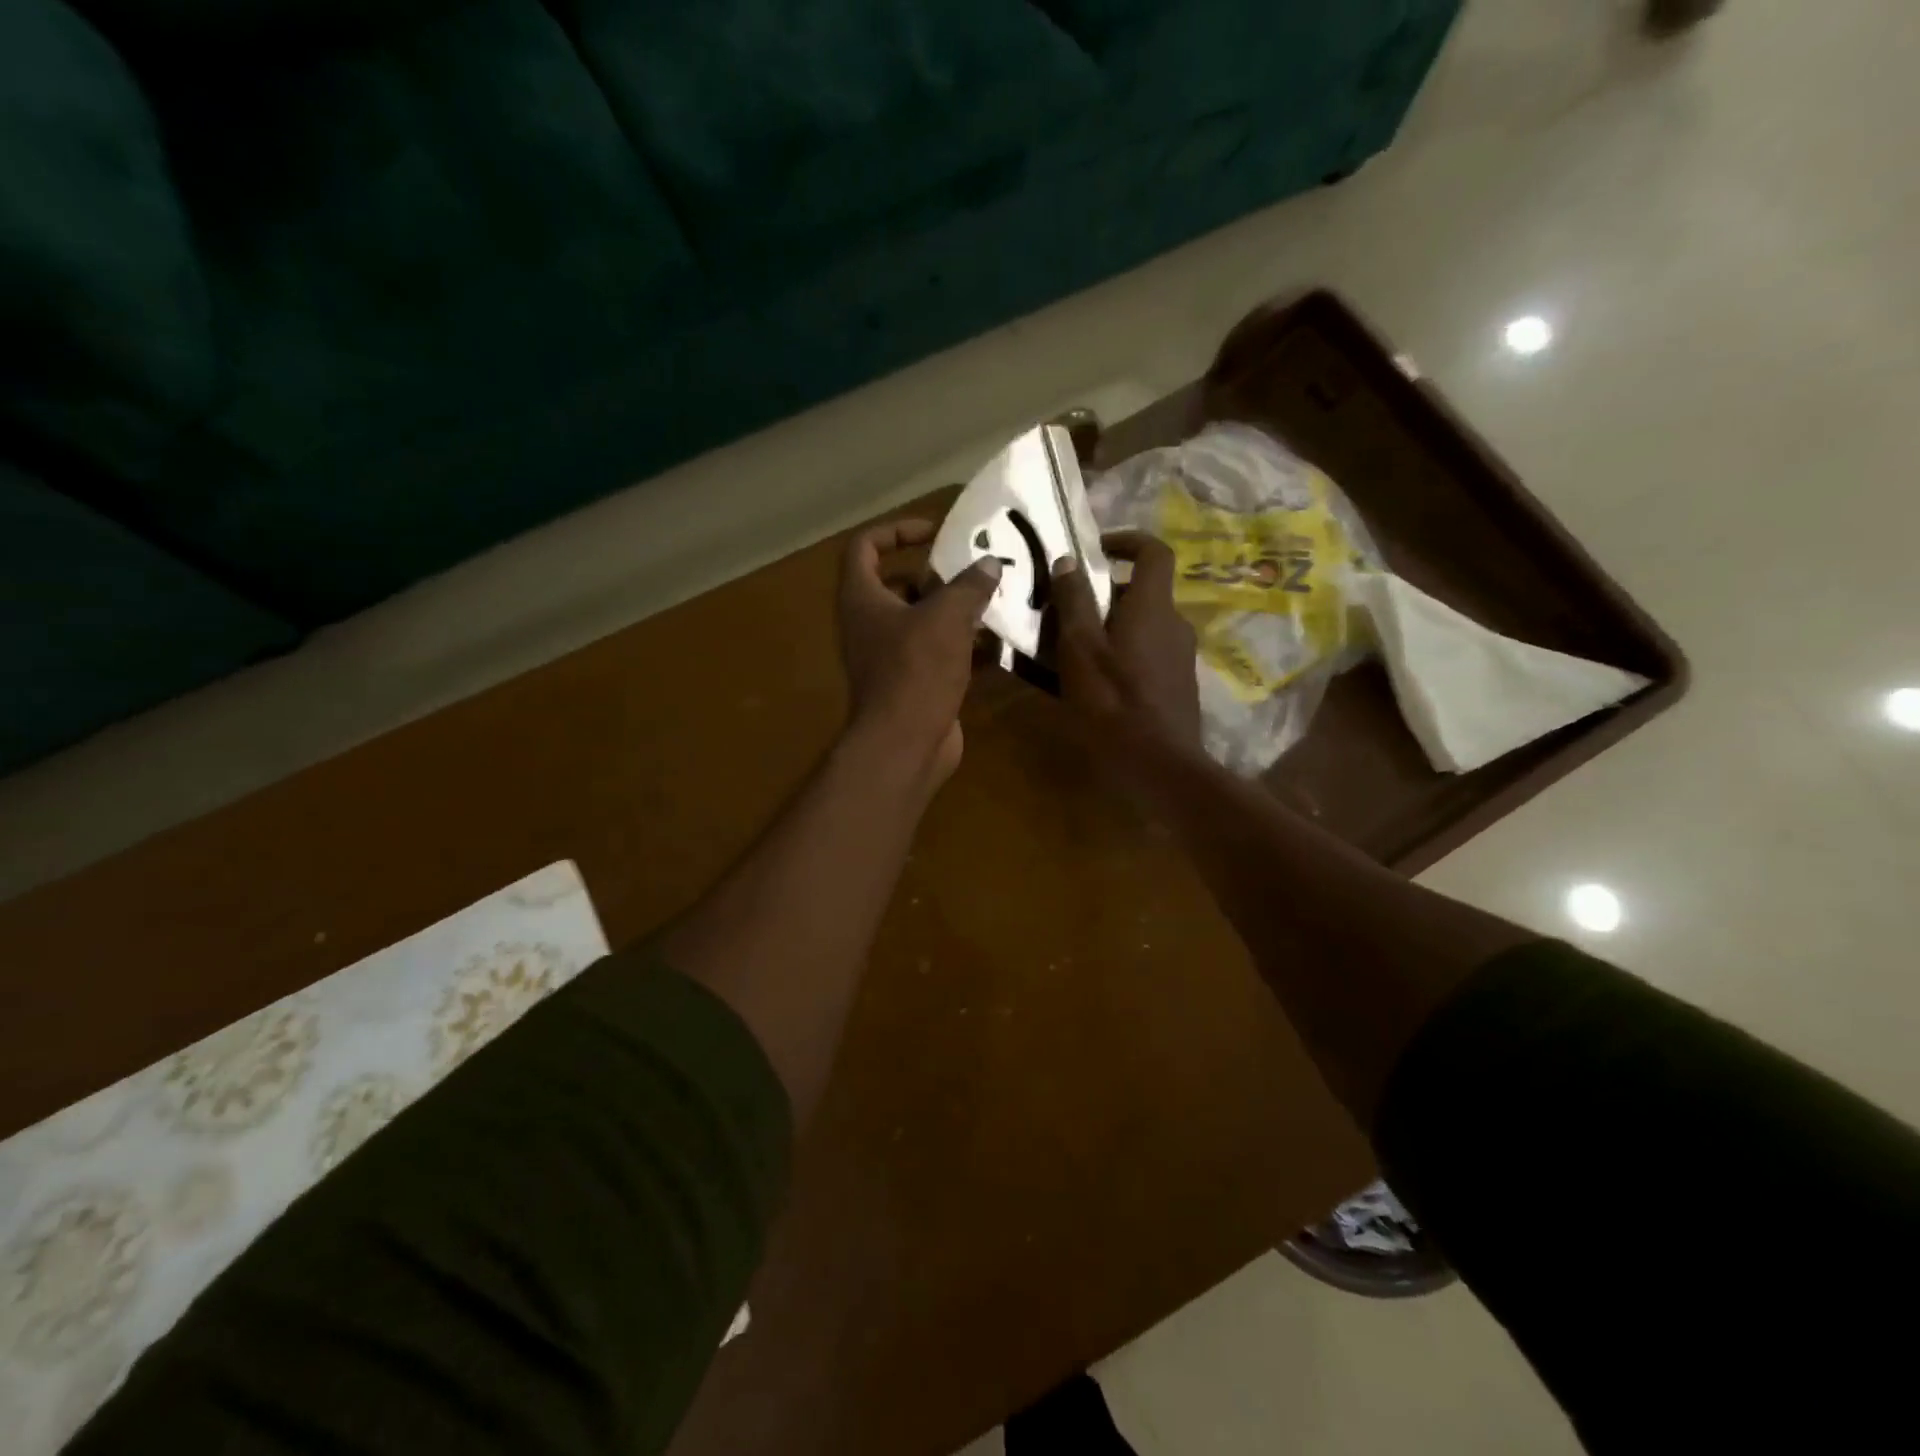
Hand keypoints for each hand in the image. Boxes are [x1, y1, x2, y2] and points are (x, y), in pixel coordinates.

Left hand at [837, 518, 1001, 784]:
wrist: (905, 744)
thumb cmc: (916, 669)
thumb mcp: (947, 617)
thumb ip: (969, 585)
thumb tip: (989, 564)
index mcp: (862, 598)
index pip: (865, 546)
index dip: (897, 530)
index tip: (935, 533)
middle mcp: (869, 624)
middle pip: (898, 585)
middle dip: (937, 576)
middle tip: (974, 571)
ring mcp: (889, 657)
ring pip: (922, 622)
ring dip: (954, 611)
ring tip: (994, 601)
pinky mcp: (912, 683)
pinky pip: (937, 653)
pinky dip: (963, 646)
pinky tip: (998, 642)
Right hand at [1051, 530, 1202, 762]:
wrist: (1159, 766)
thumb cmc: (1113, 702)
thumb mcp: (1080, 649)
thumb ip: (1073, 602)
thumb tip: (1068, 559)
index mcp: (1153, 606)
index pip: (1154, 551)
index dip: (1127, 540)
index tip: (1095, 549)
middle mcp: (1175, 623)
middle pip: (1144, 591)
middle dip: (1106, 592)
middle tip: (1068, 612)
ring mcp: (1181, 657)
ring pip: (1144, 625)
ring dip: (1113, 626)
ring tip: (1075, 650)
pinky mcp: (1178, 685)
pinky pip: (1149, 653)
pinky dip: (1124, 653)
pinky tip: (1098, 682)